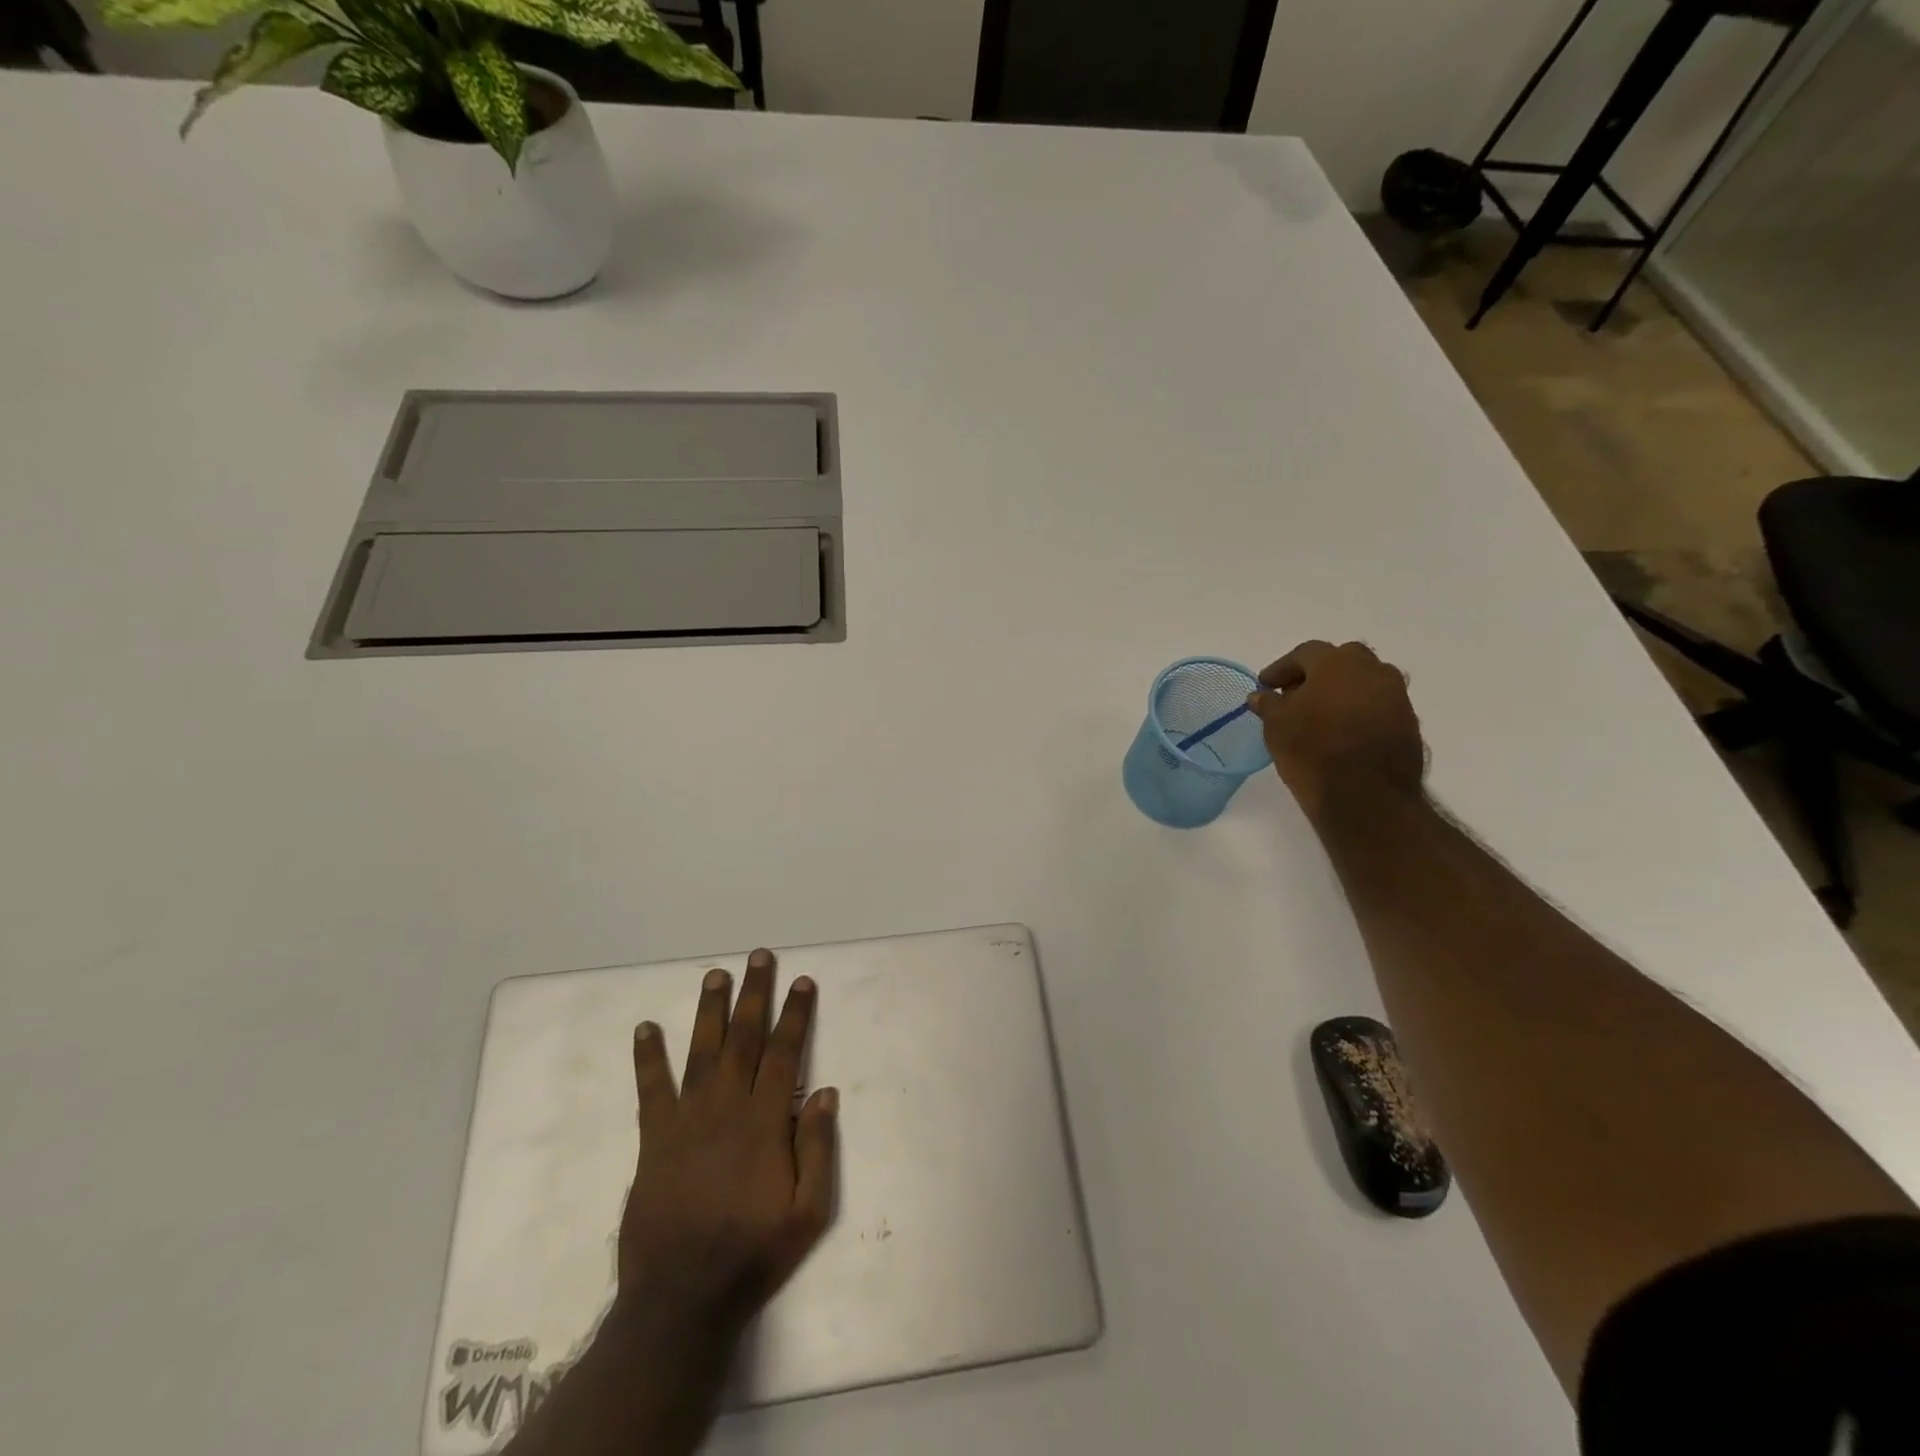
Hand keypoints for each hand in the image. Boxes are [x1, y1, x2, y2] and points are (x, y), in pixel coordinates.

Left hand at [617, 949, 838, 1341]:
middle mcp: (726, 1109)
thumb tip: (826, 1092)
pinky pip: (650, 1090)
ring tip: (716, 975)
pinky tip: (645, 1029)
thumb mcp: (808, 1214)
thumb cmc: (752, 1254)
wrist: (681, 1299)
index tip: (802, 982)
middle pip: (744, 1038)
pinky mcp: (653, 1140)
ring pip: (701, 1052)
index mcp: (765, 1123)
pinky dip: (647, 1058)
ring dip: (710, 1010)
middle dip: (754, 994)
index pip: (785, 1053)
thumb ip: (818, 1149)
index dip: (795, 1014)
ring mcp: (686, 1121)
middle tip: (759, 957)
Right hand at [1247, 640, 1426, 821]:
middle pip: (1342, 660)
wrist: (1367, 796)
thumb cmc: (1312, 751)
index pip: (1305, 653)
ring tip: (1321, 714)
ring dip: (1342, 690)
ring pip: (1365, 681)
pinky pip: (1379, 704)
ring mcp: (1396, 695)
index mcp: (1337, 663)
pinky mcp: (1409, 722)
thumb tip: (1261, 695)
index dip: (1282, 668)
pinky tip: (1343, 730)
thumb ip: (1268, 704)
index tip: (1266, 685)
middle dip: (1317, 673)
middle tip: (1296, 694)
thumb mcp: (1276, 726)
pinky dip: (1360, 709)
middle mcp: (1373, 670)